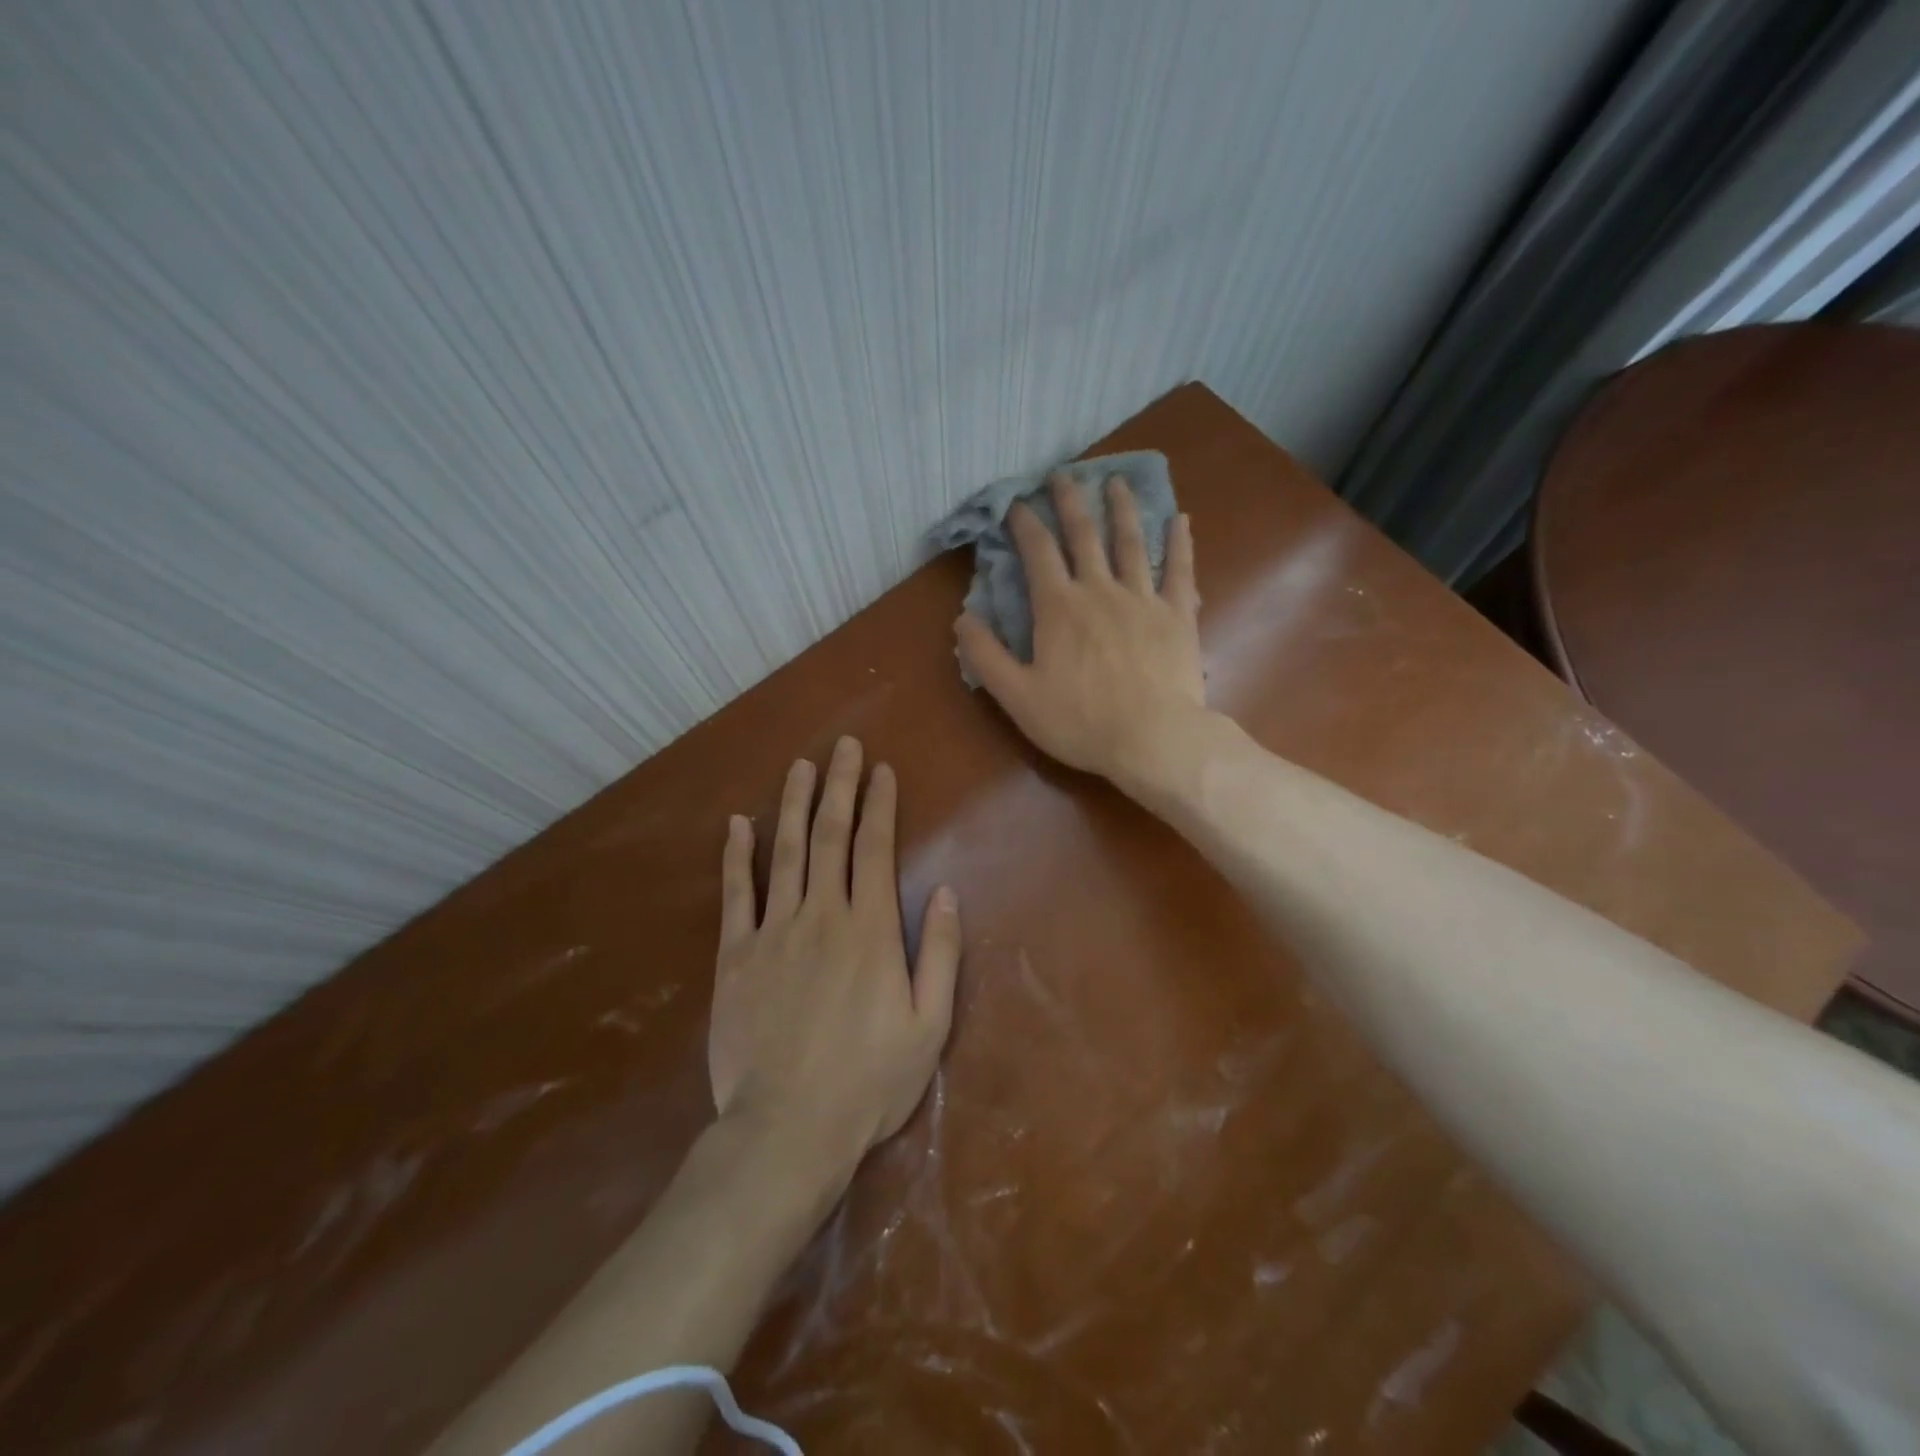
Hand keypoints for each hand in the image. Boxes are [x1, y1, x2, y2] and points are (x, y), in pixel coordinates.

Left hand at [710, 737, 961, 1186]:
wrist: (788, 1128)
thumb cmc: (869, 1082)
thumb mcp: (930, 1025)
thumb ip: (942, 954)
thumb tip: (949, 892)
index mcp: (871, 930)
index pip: (875, 849)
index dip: (879, 805)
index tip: (880, 770)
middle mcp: (823, 916)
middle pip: (830, 836)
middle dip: (839, 787)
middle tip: (843, 746)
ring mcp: (774, 932)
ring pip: (785, 853)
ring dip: (792, 805)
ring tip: (799, 766)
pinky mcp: (736, 956)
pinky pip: (736, 895)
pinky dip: (737, 857)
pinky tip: (737, 825)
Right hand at [955, 472, 1206, 787]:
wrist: (1153, 738)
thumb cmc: (1080, 721)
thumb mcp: (1017, 696)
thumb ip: (986, 656)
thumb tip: (963, 618)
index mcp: (1058, 607)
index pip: (1038, 552)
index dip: (1025, 524)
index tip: (1017, 503)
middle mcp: (1099, 590)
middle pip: (1083, 535)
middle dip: (1070, 501)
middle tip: (1064, 474)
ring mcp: (1143, 598)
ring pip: (1131, 542)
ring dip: (1122, 509)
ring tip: (1117, 481)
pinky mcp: (1177, 614)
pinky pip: (1180, 570)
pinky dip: (1180, 543)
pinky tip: (1181, 519)